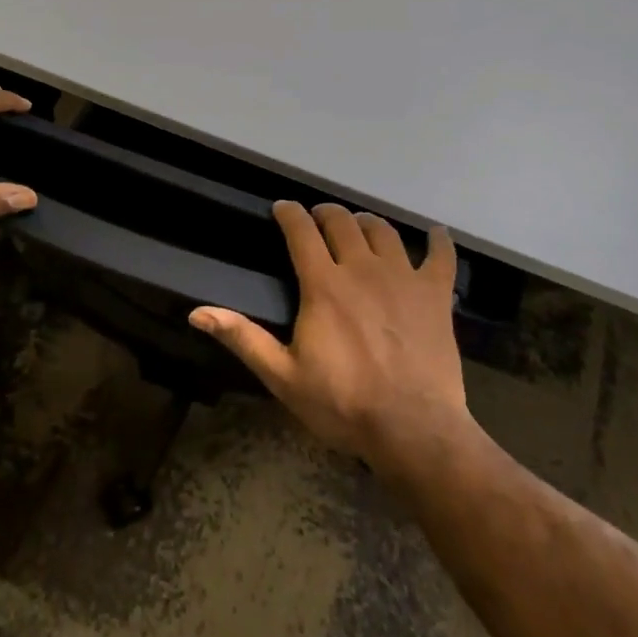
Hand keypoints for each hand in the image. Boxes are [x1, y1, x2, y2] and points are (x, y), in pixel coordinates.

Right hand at [190, 202, 468, 473]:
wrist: (412, 428)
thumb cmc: (343, 404)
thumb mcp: (283, 376)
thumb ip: (243, 338)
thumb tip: (197, 312)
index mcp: (324, 284)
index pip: (301, 232)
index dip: (290, 214)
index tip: (283, 208)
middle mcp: (362, 268)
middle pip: (343, 223)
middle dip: (327, 213)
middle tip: (319, 217)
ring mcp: (403, 277)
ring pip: (383, 231)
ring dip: (367, 222)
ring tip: (360, 225)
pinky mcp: (435, 294)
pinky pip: (440, 256)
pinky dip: (437, 241)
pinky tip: (435, 234)